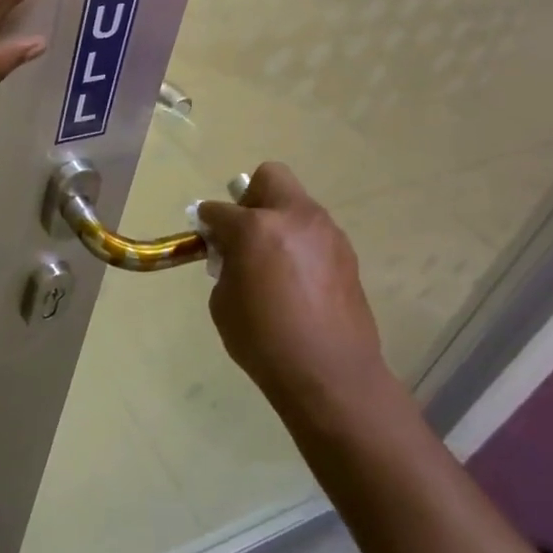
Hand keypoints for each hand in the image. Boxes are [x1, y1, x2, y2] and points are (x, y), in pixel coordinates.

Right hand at [198, 163, 394, 426]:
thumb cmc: (264, 340)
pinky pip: (314, 232)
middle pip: (270, 177)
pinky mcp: (346, 254)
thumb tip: (233, 254)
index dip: (208, 220)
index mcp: (256, 227)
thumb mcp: (223, 302)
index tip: (205, 235)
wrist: (330, 374)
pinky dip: (299, 242)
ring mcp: (327, 233)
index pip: (220, 209)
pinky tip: (295, 279)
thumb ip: (226, 265)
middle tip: (244, 232)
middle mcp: (295, 218)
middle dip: (251, 197)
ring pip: (296, 204)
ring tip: (271, 261)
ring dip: (279, 220)